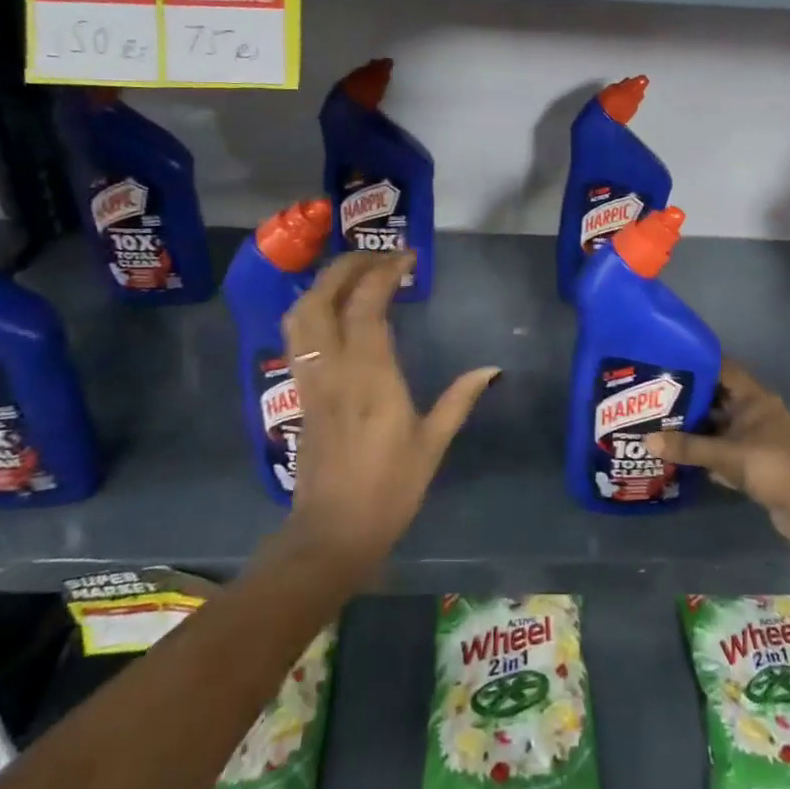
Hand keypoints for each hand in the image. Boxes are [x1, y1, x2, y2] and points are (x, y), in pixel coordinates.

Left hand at [279, 251, 498, 573]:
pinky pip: (297, 338)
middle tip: (378, 256)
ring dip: (323, 284)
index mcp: (370, 376)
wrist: (333, 532)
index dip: (384, 273)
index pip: (367, 305)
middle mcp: (333, 369)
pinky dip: (312, 310)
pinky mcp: (301, 393)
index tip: (407, 259)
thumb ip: (460, 399)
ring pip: (300, 315)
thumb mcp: (432, 443)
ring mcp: (311, 380)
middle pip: (323, 298)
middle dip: (347, 266)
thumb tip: (492, 369)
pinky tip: (334, 312)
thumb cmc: (390, 488)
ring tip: (353, 275)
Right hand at [645, 360, 789, 544]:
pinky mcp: (756, 462)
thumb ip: (687, 447)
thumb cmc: (772, 466)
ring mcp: (757, 438)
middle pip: (718, 398)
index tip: (667, 362)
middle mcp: (756, 412)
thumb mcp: (725, 455)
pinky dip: (706, 451)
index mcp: (754, 398)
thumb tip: (646, 440)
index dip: (697, 363)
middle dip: (689, 398)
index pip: (723, 369)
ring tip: (660, 423)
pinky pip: (725, 449)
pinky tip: (680, 454)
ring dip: (696, 427)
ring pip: (720, 425)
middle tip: (654, 396)